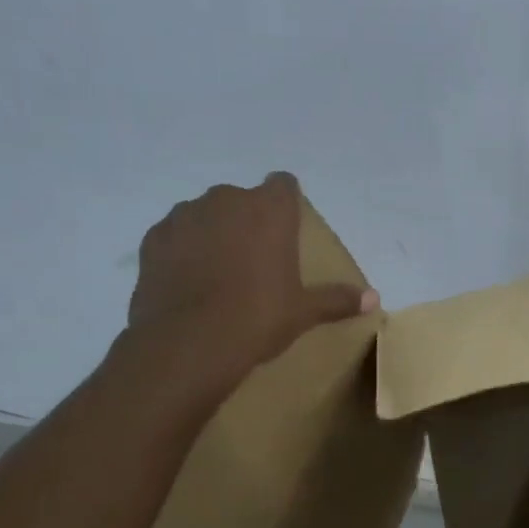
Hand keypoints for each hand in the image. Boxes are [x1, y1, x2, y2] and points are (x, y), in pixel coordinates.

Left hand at [128, 172, 375, 372]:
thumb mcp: (304, 312)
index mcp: (269, 210)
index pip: (283, 184)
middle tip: (257, 259)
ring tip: (219, 272)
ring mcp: (184, 216)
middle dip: (248, 219)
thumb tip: (375, 299)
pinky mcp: (153, 239)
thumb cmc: (258, 318)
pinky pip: (175, 235)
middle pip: (242, 199)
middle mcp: (226, 201)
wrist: (188, 343)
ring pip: (205, 214)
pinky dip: (183, 250)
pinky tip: (189, 281)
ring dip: (214, 232)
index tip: (289, 228)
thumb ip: (338, 299)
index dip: (287, 202)